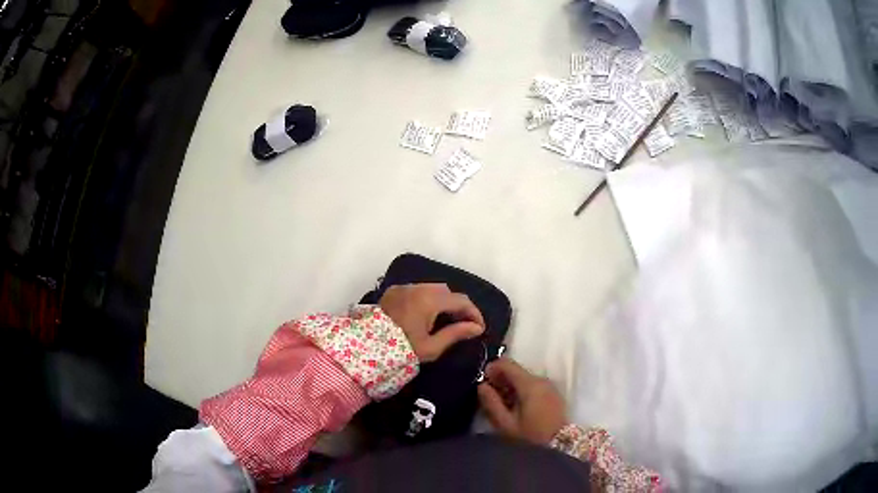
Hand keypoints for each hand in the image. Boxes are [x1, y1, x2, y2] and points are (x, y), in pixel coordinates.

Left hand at [379, 283, 484, 361]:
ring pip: (432, 289)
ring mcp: (403, 287)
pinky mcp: (393, 291)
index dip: (474, 313)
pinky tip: (426, 315)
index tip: (479, 328)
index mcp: (429, 299)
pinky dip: (427, 299)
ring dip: (443, 302)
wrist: (367, 349)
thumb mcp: (432, 346)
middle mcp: (417, 287)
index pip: (461, 300)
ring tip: (446, 321)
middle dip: (458, 307)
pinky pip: (417, 290)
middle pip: (447, 292)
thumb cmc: (402, 349)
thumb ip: (456, 334)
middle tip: (464, 325)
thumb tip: (477, 328)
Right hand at [477, 358, 566, 444]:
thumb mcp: (506, 424)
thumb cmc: (530, 437)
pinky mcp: (553, 394)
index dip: (491, 369)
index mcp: (530, 384)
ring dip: (510, 386)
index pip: (507, 363)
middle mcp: (541, 380)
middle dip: (500, 379)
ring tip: (501, 405)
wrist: (561, 447)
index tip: (482, 383)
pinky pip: (533, 386)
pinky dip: (521, 391)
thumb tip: (481, 386)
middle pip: (516, 370)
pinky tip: (516, 407)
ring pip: (524, 378)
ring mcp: (549, 387)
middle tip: (489, 397)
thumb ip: (492, 403)